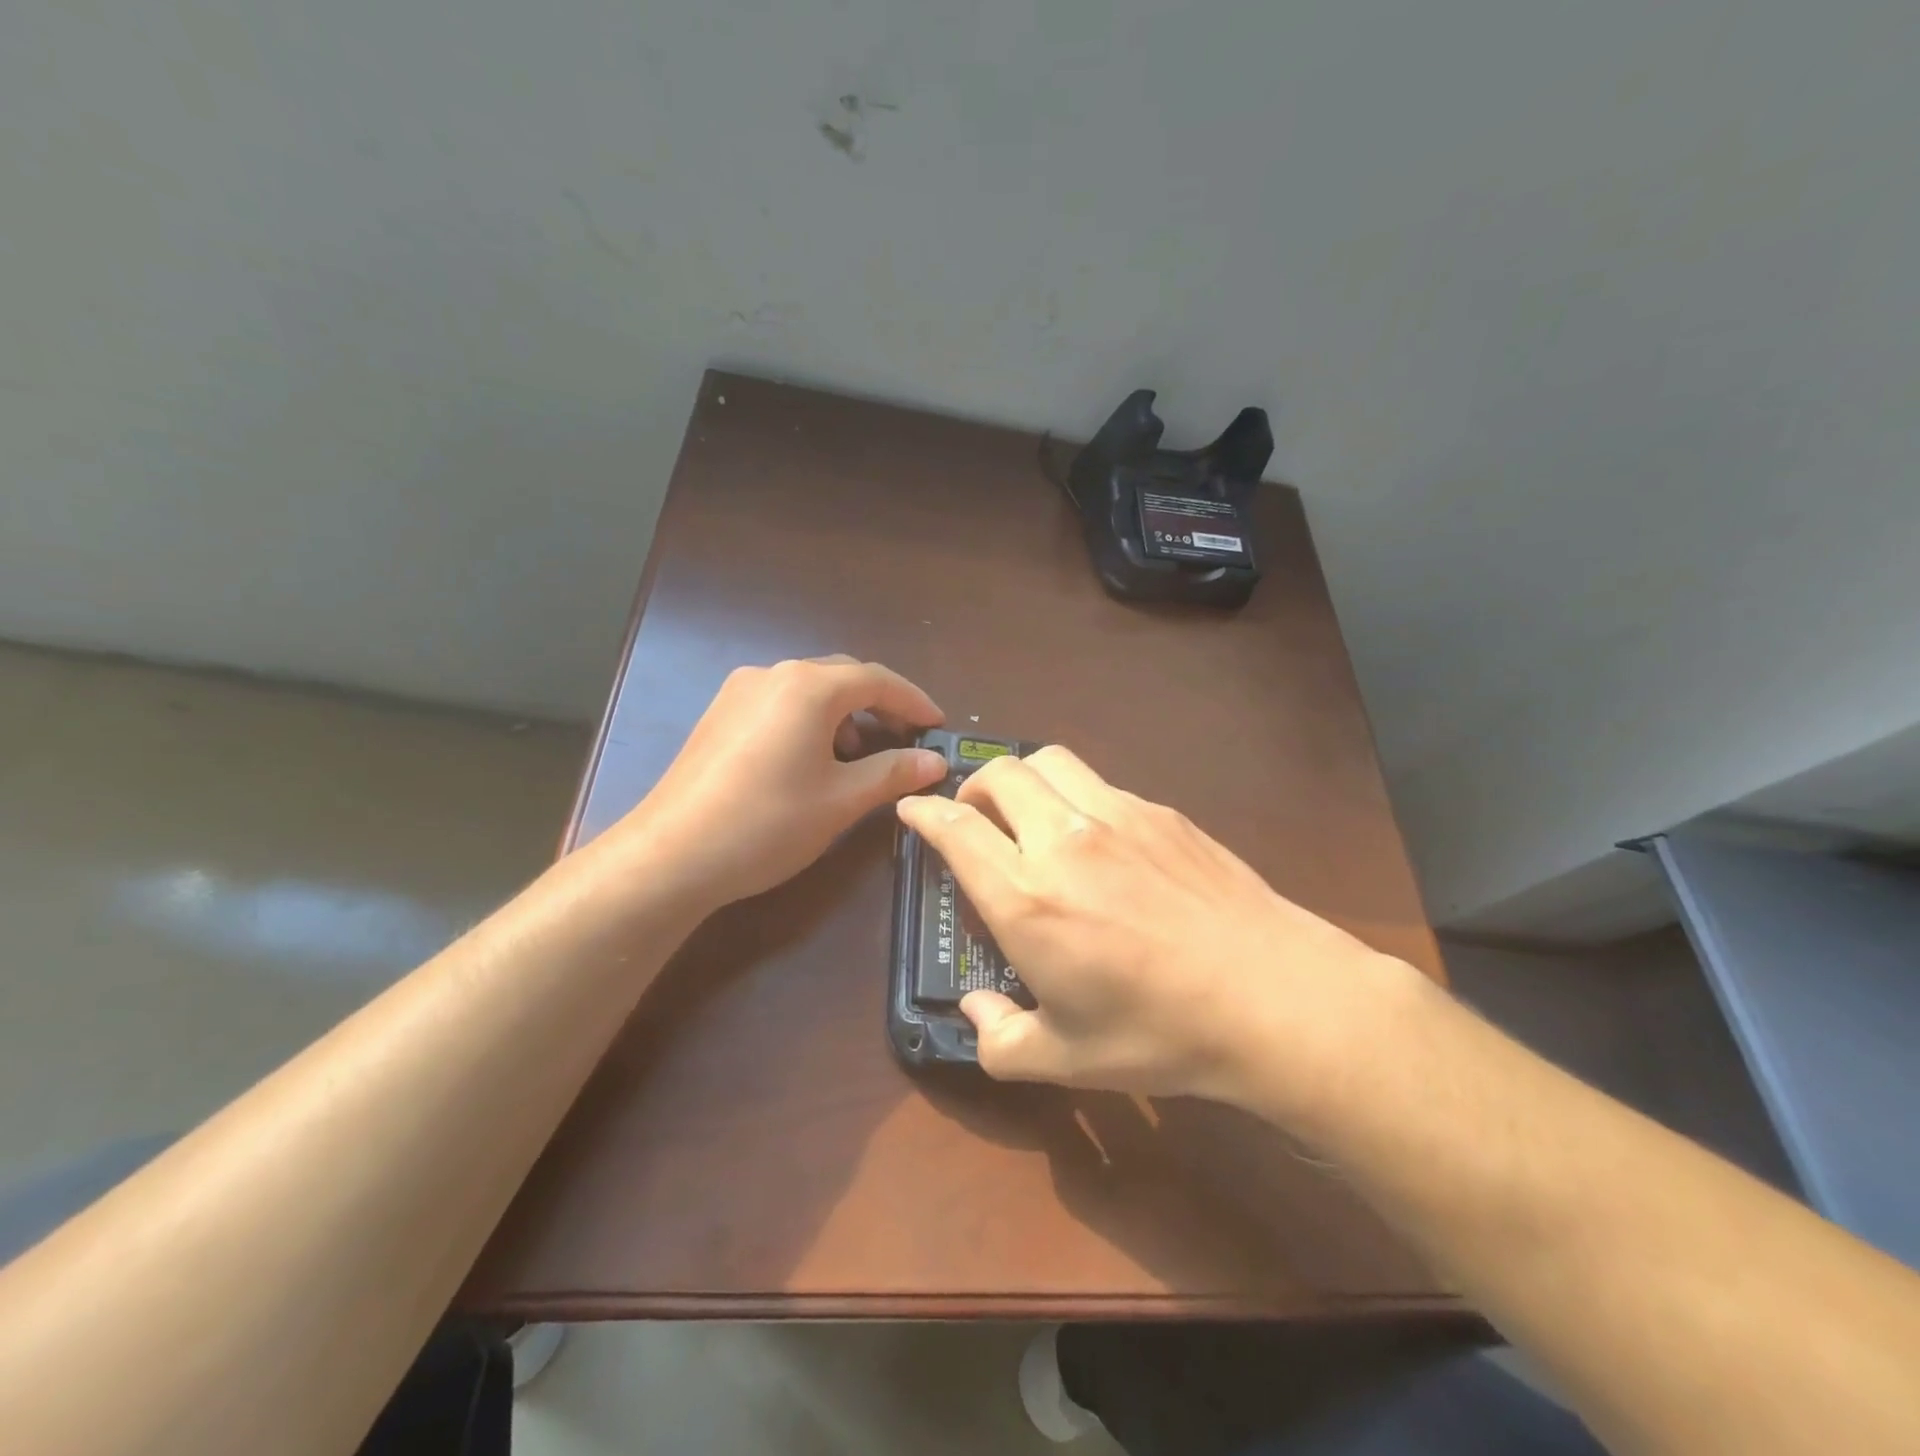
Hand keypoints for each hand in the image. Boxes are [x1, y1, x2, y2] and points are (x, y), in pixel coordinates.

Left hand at [608, 656, 946, 909]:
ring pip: (809, 692)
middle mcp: (773, 674)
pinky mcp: (719, 715)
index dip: (914, 701)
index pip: (877, 680)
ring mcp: (740, 692)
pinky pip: (780, 705)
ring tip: (861, 759)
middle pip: (842, 678)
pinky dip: (811, 722)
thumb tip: (934, 761)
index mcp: (809, 687)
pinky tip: (815, 761)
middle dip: (880, 706)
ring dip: (844, 716)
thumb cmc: (769, 823)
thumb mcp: (842, 800)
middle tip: (906, 742)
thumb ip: (893, 772)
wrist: (672, 855)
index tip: (939, 726)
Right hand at [896, 746, 1404, 1109]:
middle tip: (974, 817)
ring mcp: (1117, 815)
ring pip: (1049, 761)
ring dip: (1023, 777)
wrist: (1274, 996)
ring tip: (1029, 813)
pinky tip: (1097, 838)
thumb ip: (1000, 1040)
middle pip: (999, 774)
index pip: (955, 830)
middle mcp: (1063, 839)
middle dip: (972, 787)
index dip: (924, 814)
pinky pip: (1100, 783)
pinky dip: (1075, 795)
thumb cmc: (1160, 1032)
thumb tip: (973, 1013)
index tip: (912, 811)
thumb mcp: (1065, 1058)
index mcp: (1026, 897)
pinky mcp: (1161, 811)